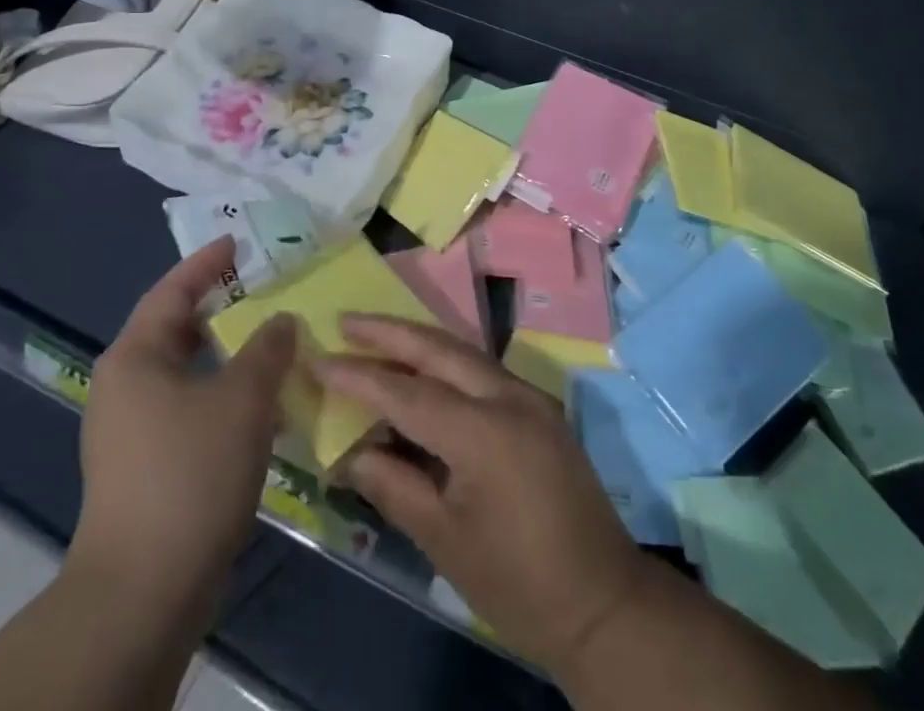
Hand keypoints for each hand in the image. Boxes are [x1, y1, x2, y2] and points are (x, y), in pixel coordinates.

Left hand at [69, 238, 296, 613]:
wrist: (144, 592)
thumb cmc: (191, 472)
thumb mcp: (243, 398)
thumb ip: (267, 348)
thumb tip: (280, 320)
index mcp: (135, 357)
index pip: (172, 290)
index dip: (207, 263)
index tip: (237, 241)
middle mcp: (123, 386)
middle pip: (174, 329)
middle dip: (219, 308)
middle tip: (261, 289)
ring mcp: (128, 431)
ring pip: (184, 372)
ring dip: (225, 356)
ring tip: (268, 343)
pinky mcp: (142, 468)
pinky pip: (186, 409)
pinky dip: (220, 395)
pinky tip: (257, 406)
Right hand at [313, 315, 648, 674]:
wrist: (604, 602)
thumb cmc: (518, 583)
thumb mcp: (445, 542)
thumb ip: (396, 486)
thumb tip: (351, 453)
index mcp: (484, 433)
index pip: (408, 393)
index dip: (360, 376)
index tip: (319, 359)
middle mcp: (508, 397)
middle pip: (439, 349)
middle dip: (390, 332)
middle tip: (346, 321)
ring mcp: (528, 397)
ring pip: (463, 351)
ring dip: (417, 342)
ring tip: (374, 336)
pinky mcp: (538, 407)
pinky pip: (481, 370)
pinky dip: (445, 363)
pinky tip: (421, 369)